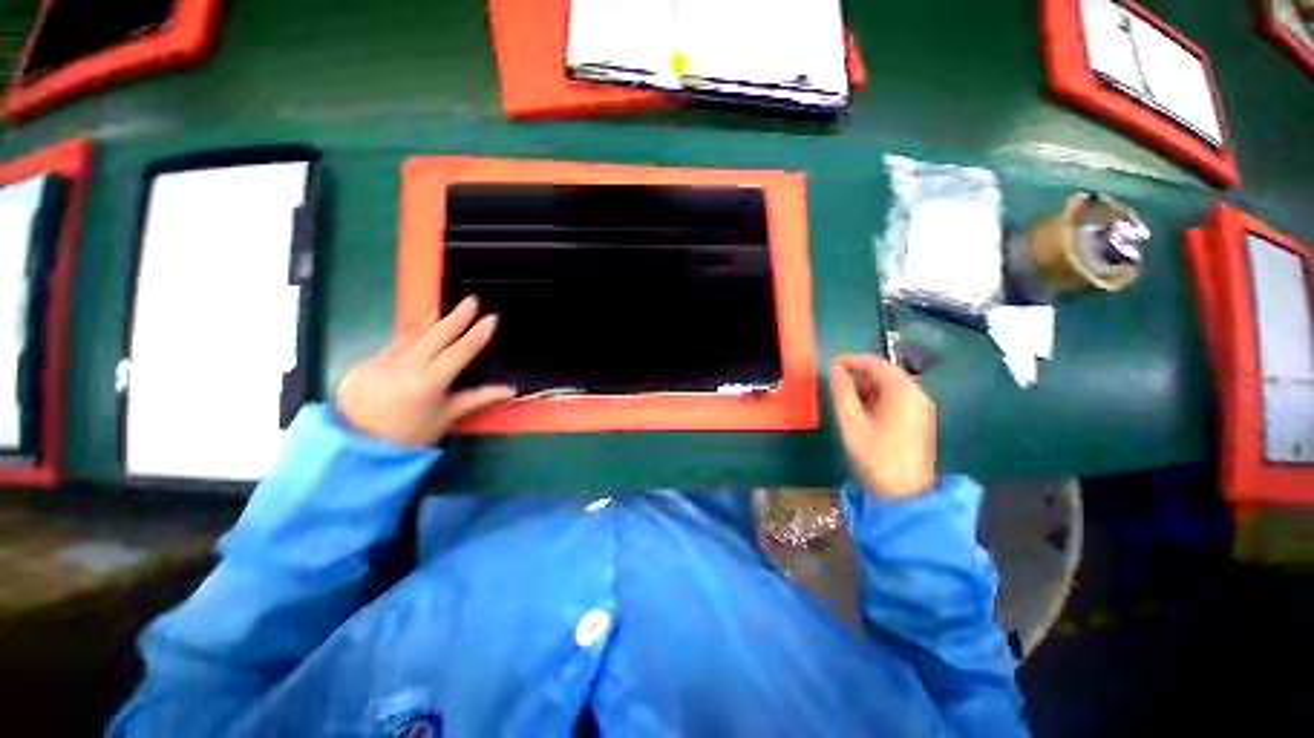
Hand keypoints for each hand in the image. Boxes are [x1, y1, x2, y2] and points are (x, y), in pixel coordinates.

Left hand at [334, 297, 515, 445]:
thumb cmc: (410, 436)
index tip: (491, 318)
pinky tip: (418, 330)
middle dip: (457, 317)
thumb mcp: (447, 417)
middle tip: (472, 300)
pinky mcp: (366, 362)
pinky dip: (410, 335)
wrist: (356, 445)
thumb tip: (510, 389)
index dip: (478, 334)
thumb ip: (478, 398)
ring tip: (444, 307)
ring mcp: (383, 361)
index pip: (461, 351)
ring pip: (413, 334)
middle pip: (437, 335)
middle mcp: (407, 365)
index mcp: (430, 381)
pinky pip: (394, 344)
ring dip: (431, 320)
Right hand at [829, 354, 935, 498]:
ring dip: (867, 388)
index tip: (830, 366)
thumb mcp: (850, 421)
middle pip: (885, 374)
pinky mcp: (920, 421)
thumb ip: (841, 391)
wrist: (904, 495)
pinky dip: (878, 399)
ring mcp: (921, 409)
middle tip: (835, 384)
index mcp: (902, 391)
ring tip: (846, 400)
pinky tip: (863, 413)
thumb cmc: (874, 455)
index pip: (876, 363)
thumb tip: (835, 370)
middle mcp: (917, 395)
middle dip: (859, 375)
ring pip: (890, 387)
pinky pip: (897, 400)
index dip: (851, 360)